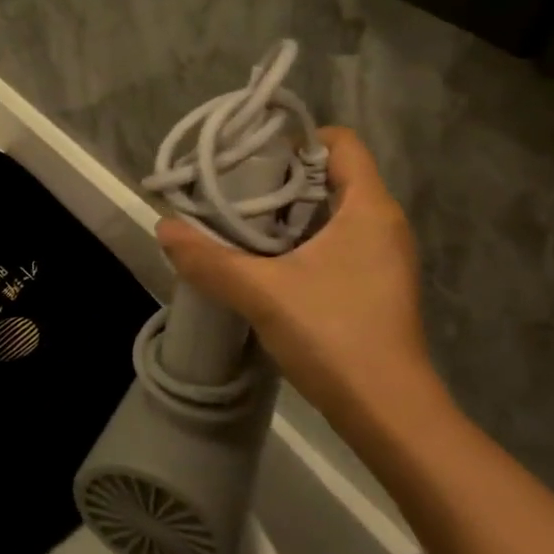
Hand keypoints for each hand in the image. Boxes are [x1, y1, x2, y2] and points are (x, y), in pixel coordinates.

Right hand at [156, 126, 454, 446]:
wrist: (390, 415)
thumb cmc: (335, 336)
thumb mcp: (262, 293)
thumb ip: (209, 259)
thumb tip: (163, 228)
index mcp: (368, 208)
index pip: (340, 143)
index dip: (297, 139)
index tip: (252, 156)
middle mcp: (383, 224)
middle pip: (332, 175)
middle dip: (282, 177)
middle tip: (234, 189)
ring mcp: (383, 257)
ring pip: (332, 211)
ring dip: (289, 212)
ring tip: (240, 223)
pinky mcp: (375, 286)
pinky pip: (337, 242)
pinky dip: (302, 240)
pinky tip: (265, 262)